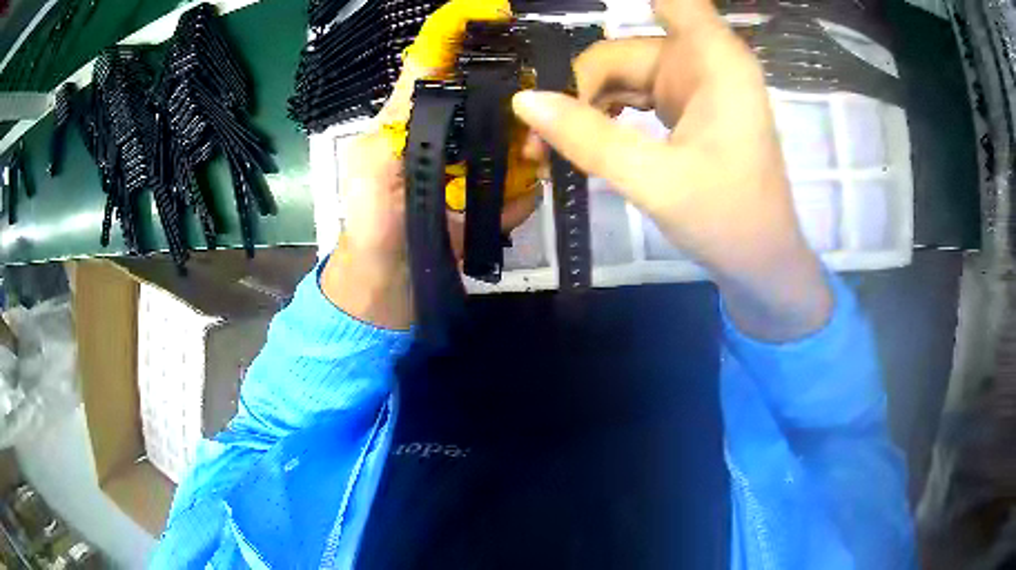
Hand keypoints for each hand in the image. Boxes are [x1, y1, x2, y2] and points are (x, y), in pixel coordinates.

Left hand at [322, 0, 536, 329]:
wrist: (389, 288)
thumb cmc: (370, 226)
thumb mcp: (372, 166)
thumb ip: (401, 118)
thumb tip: (433, 70)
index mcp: (415, 115)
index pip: (440, 60)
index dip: (465, 32)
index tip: (499, 16)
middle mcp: (451, 130)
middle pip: (495, 95)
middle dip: (518, 106)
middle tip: (529, 133)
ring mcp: (475, 166)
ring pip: (517, 139)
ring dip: (524, 160)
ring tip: (512, 183)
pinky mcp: (492, 198)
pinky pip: (522, 186)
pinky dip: (519, 200)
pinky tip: (504, 213)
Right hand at [512, 0, 831, 340]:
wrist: (762, 264)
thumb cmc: (728, 221)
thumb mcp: (655, 180)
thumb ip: (589, 138)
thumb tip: (523, 101)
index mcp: (712, 60)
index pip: (671, 0)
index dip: (634, 4)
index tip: (572, 17)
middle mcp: (703, 61)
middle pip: (622, 50)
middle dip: (577, 88)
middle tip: (537, 140)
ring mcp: (693, 85)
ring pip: (621, 75)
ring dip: (584, 107)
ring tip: (549, 151)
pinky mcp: (686, 108)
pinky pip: (633, 96)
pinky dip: (605, 117)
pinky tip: (581, 145)